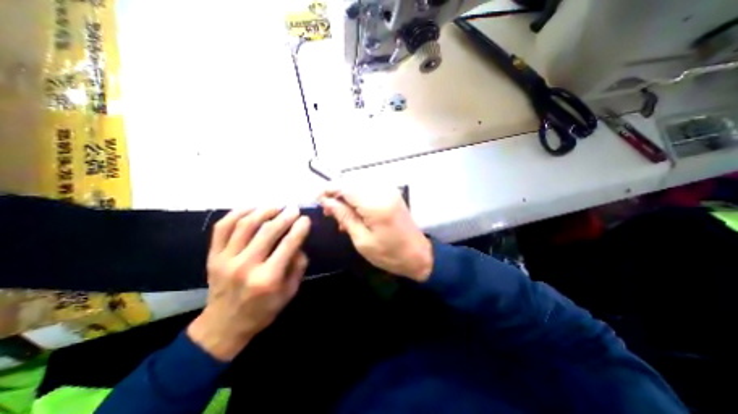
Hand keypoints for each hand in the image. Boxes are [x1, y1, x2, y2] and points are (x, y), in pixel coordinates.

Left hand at [187, 209, 309, 360]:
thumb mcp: (289, 292)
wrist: (223, 326)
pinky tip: (251, 208)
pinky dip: (237, 213)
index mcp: (268, 278)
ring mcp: (225, 259)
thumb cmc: (263, 310)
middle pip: (268, 231)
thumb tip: (299, 243)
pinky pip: (222, 227)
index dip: (299, 228)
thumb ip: (298, 266)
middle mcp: (245, 266)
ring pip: (245, 225)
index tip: (306, 219)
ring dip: (263, 211)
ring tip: (276, 206)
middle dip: (285, 216)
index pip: (288, 245)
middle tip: (294, 209)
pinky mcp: (213, 256)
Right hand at [318, 185, 433, 281]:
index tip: (318, 199)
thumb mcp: (362, 240)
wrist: (418, 256)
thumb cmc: (389, 254)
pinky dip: (358, 199)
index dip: (329, 190)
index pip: (346, 187)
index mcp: (376, 204)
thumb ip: (344, 216)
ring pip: (359, 185)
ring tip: (340, 217)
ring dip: (347, 197)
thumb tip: (327, 201)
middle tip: (328, 212)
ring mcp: (389, 191)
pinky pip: (369, 190)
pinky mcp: (392, 194)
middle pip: (352, 183)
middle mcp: (383, 191)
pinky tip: (354, 214)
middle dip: (337, 194)